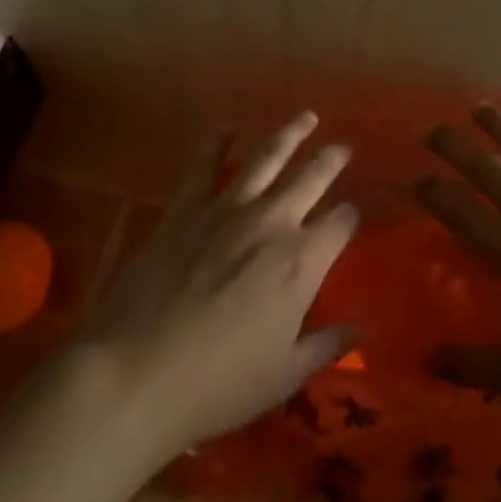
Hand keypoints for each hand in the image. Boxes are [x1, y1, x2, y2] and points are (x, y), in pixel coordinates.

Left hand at [76, 112, 357, 456]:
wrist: (138, 372)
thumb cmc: (219, 384)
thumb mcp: (284, 376)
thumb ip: (326, 346)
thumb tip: (363, 329)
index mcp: (302, 262)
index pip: (339, 225)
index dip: (350, 216)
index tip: (353, 213)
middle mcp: (272, 223)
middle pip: (310, 179)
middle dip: (331, 161)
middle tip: (342, 148)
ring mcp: (227, 210)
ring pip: (266, 158)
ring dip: (289, 134)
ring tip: (306, 118)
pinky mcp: (186, 209)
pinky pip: (204, 167)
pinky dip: (216, 144)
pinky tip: (225, 129)